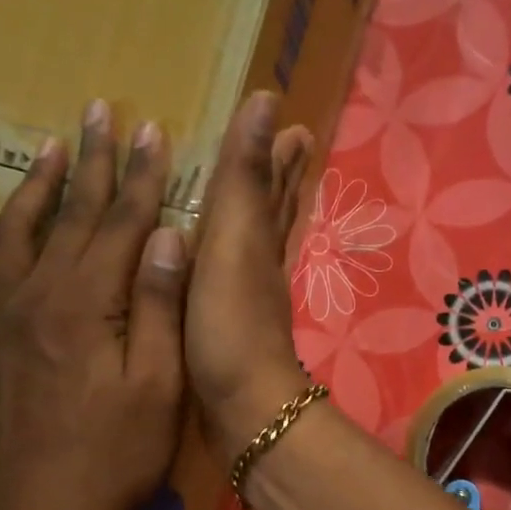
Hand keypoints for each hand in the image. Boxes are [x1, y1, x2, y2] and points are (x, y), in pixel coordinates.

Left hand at [0, 99, 187, 509]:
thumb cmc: (116, 455)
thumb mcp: (160, 385)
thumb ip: (162, 306)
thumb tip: (170, 236)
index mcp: (86, 303)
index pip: (122, 222)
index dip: (142, 175)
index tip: (153, 130)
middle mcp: (34, 298)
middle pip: (69, 216)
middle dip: (92, 161)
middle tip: (100, 112)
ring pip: (9, 238)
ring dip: (33, 192)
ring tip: (49, 153)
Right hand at [185, 90, 314, 457]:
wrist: (242, 406)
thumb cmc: (232, 324)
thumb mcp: (234, 242)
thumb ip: (245, 178)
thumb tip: (268, 102)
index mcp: (257, 237)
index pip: (272, 183)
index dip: (278, 153)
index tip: (292, 122)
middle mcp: (258, 262)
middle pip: (272, 210)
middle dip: (278, 177)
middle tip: (290, 144)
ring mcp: (244, 297)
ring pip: (255, 242)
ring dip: (255, 214)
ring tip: (255, 193)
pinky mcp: (226, 327)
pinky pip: (229, 276)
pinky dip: (227, 259)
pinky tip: (217, 266)